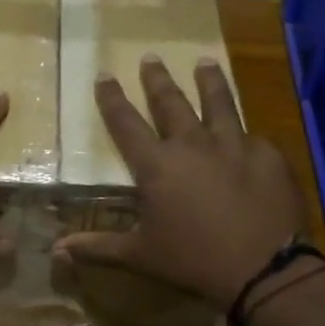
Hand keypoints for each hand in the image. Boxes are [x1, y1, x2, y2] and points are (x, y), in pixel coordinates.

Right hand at [56, 55, 306, 307]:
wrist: (264, 269)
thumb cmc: (193, 260)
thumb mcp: (141, 255)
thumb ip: (99, 247)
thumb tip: (56, 250)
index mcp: (157, 165)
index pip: (126, 122)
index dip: (112, 98)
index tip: (104, 74)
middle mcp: (192, 145)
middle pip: (171, 102)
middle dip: (157, 79)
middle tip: (151, 56)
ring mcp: (234, 146)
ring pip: (219, 103)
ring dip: (209, 81)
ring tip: (206, 62)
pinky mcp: (269, 156)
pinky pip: (254, 138)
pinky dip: (247, 135)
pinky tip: (251, 135)